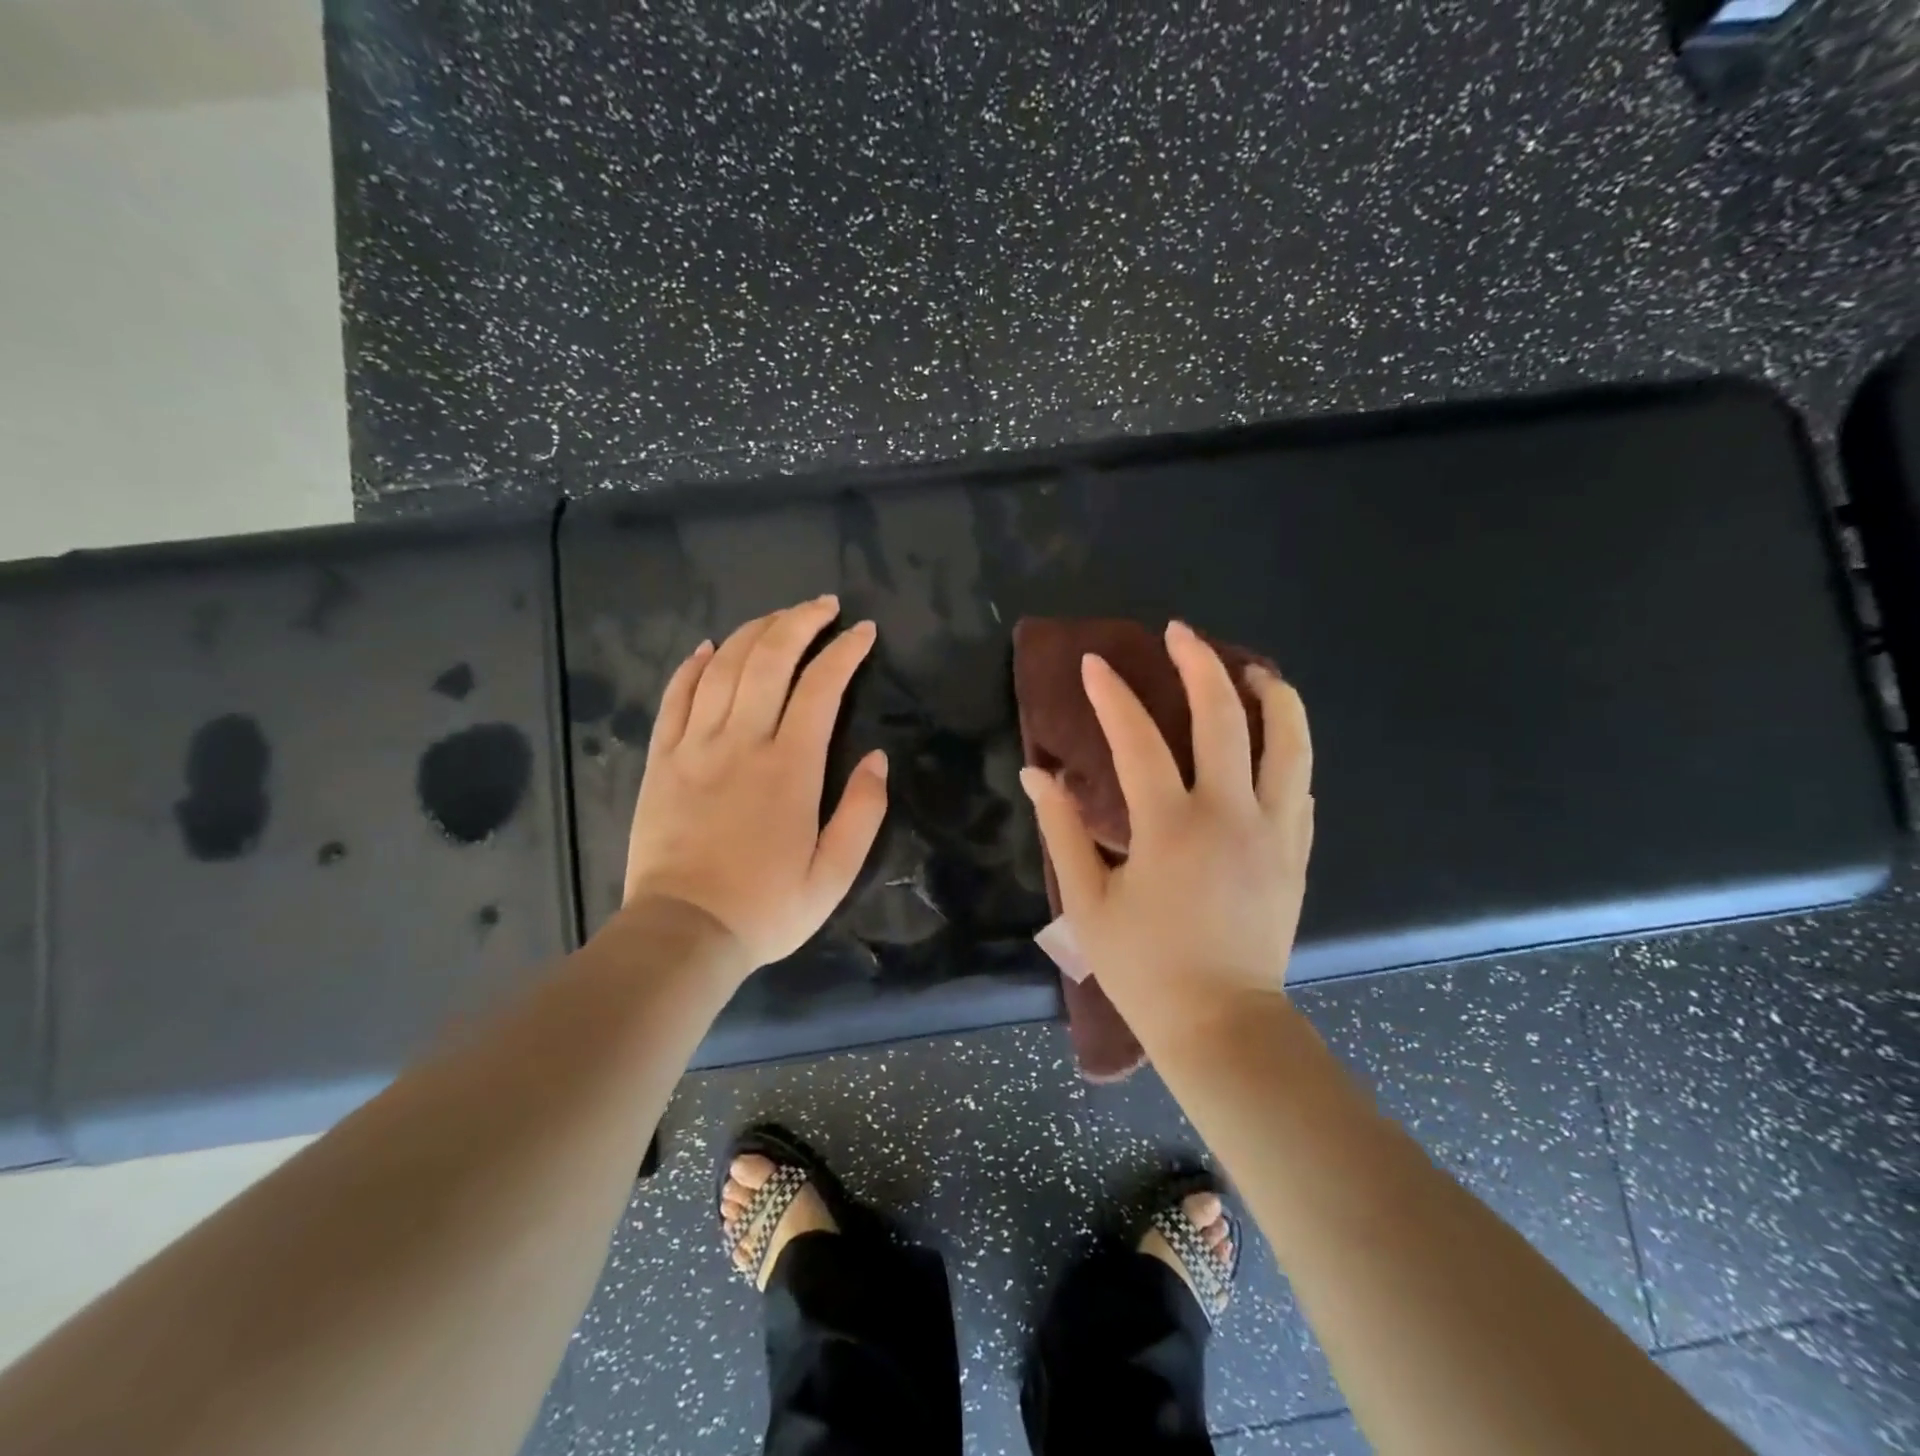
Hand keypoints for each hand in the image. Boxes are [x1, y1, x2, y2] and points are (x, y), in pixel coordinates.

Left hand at [621, 596, 888, 975]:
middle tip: (823, 605)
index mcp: (791, 767)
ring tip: (778, 618)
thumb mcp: (834, 874)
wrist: (683, 933)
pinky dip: (693, 664)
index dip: (845, 651)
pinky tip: (709, 647)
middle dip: (800, 621)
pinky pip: (675, 696)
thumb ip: (863, 812)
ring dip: (754, 631)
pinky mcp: (661, 759)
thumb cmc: (766, 907)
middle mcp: (742, 741)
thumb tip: (879, 759)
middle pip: (770, 658)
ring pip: (723, 666)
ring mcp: (695, 746)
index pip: (822, 687)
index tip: (864, 631)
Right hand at [1020, 620, 1313, 1033]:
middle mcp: (1230, 815)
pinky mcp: (1295, 852)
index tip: (1093, 663)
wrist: (1223, 1024)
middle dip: (1199, 664)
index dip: (1112, 695)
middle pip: (1224, 718)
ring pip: (1288, 743)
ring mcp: (1272, 831)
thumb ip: (1064, 830)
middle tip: (1179, 634)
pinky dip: (1288, 747)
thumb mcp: (1088, 901)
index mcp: (1170, 827)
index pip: (1138, 740)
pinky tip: (1274, 736)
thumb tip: (1038, 775)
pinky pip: (1299, 784)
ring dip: (1270, 695)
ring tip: (1250, 668)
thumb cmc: (1146, 968)